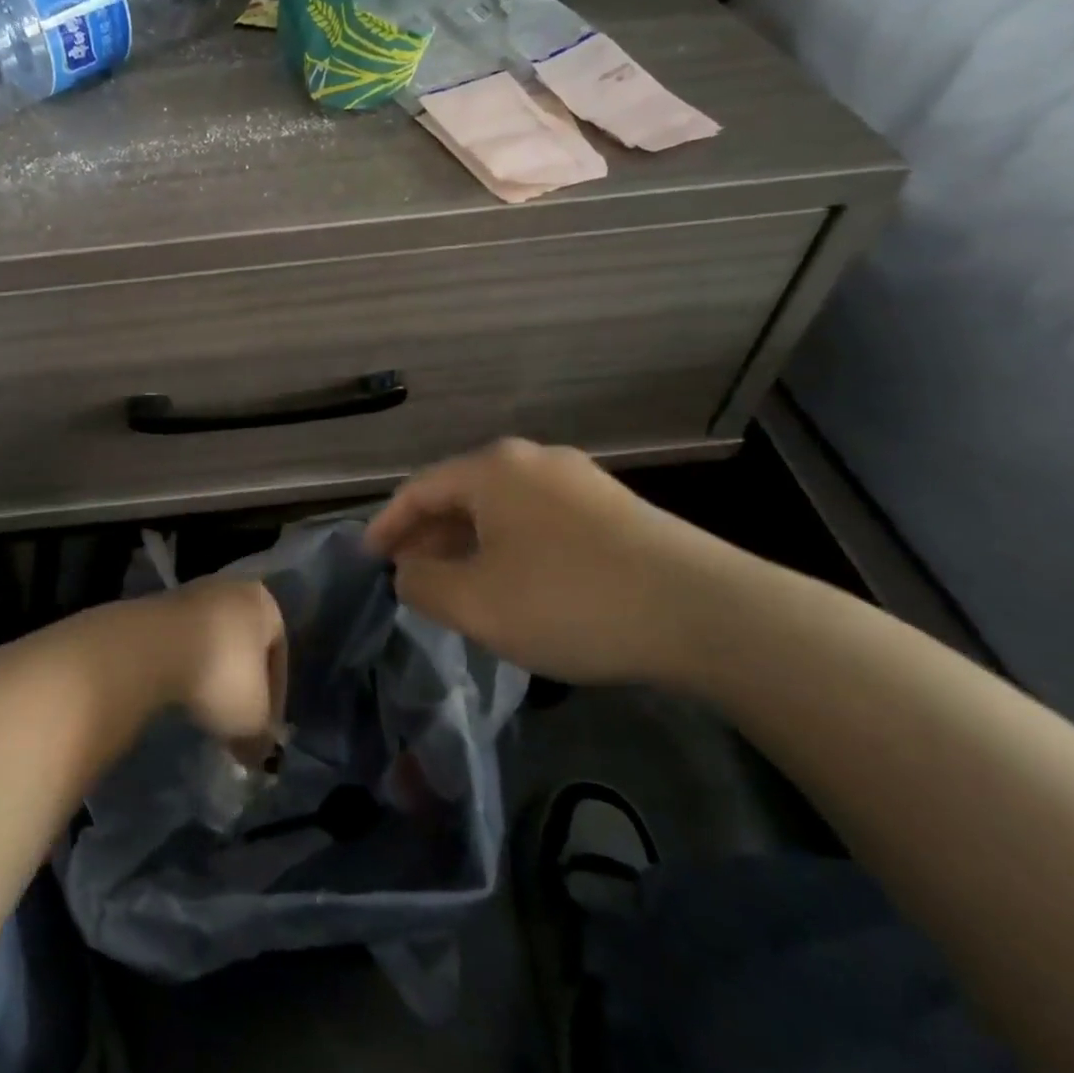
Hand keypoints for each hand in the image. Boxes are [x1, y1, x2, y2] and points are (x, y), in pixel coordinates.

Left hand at [141, 579, 287, 754]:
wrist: (149, 649)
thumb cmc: (219, 675)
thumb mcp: (253, 720)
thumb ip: (262, 737)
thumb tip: (257, 753)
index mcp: (264, 603)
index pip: (279, 656)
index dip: (274, 701)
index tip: (262, 733)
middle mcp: (231, 589)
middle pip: (243, 647)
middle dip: (240, 687)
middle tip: (234, 724)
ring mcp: (191, 594)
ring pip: (211, 644)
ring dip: (210, 677)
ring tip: (203, 712)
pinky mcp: (157, 606)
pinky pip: (181, 644)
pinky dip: (183, 669)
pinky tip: (177, 695)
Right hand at [365, 439, 739, 684]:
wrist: (704, 613)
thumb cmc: (570, 601)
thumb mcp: (475, 603)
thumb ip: (421, 583)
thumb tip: (408, 570)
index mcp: (492, 468)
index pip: (418, 490)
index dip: (387, 526)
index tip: (369, 560)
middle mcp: (531, 460)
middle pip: (460, 495)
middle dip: (428, 537)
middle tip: (409, 578)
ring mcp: (577, 479)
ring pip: (500, 508)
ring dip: (468, 544)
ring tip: (457, 585)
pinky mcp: (611, 507)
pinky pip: (537, 520)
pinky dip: (509, 547)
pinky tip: (514, 583)